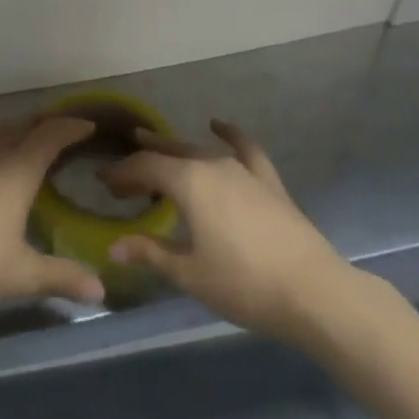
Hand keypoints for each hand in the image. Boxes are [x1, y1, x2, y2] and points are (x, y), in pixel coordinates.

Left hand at [0, 112, 106, 319]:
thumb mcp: (23, 275)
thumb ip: (62, 278)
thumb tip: (102, 292)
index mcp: (17, 173)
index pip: (49, 138)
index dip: (70, 129)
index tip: (88, 126)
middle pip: (21, 128)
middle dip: (43, 124)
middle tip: (61, 127)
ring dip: (12, 124)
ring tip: (25, 125)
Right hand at [101, 119, 356, 343]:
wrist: (314, 293)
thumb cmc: (244, 285)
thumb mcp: (189, 274)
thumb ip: (151, 253)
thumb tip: (114, 246)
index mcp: (188, 183)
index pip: (145, 168)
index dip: (122, 174)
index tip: (104, 184)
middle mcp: (212, 165)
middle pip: (169, 154)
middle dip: (143, 160)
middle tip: (123, 175)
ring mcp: (243, 170)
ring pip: (199, 150)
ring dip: (174, 149)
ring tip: (155, 148)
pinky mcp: (268, 181)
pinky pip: (245, 148)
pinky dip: (230, 134)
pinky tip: (218, 125)